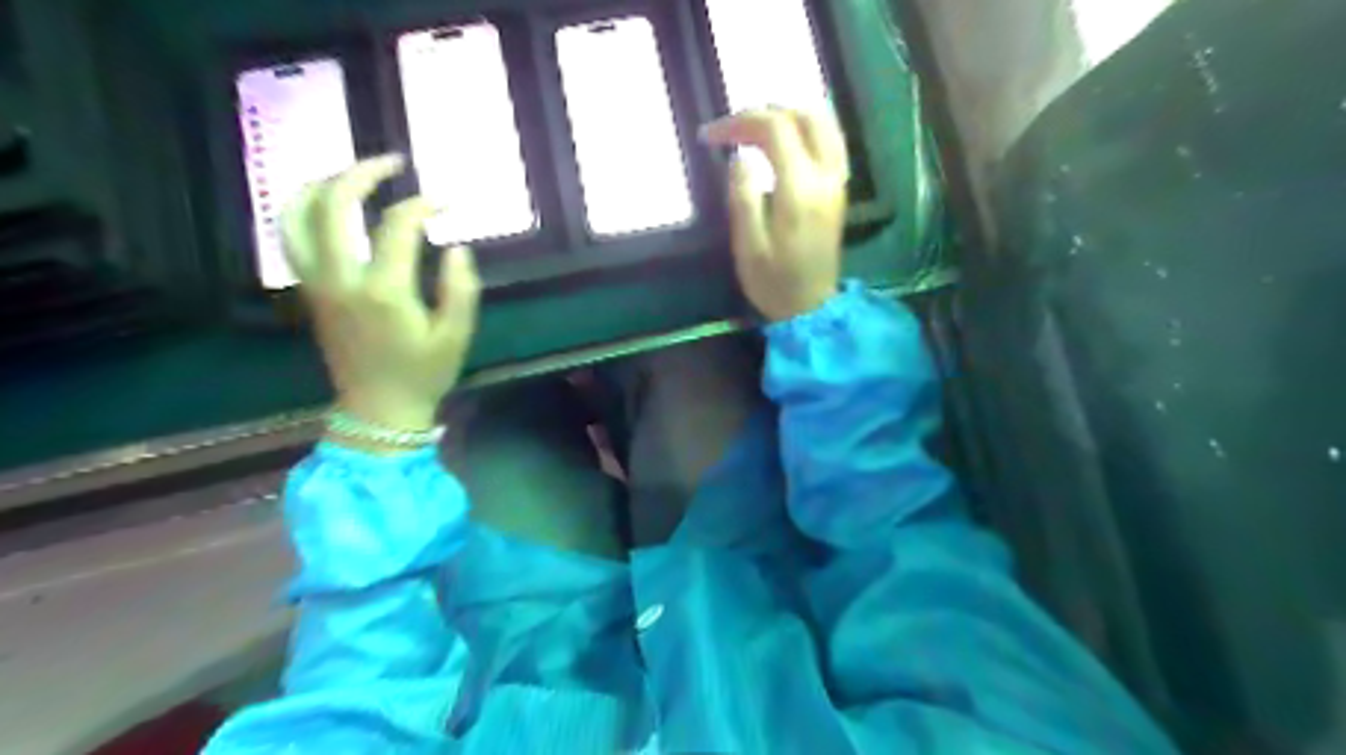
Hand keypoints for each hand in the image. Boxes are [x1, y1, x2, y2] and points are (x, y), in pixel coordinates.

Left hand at [282, 153, 483, 430]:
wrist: (378, 410)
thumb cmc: (423, 374)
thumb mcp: (457, 336)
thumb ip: (461, 288)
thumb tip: (455, 246)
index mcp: (384, 291)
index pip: (397, 225)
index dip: (423, 205)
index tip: (447, 202)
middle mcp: (342, 279)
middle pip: (333, 205)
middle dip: (361, 172)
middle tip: (392, 162)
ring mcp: (317, 284)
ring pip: (296, 216)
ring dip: (319, 184)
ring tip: (350, 174)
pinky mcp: (310, 292)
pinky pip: (293, 238)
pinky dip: (304, 210)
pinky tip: (329, 207)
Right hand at [699, 107, 844, 317]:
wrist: (812, 308)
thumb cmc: (774, 283)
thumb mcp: (748, 246)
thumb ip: (742, 197)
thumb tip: (739, 158)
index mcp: (799, 190)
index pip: (774, 129)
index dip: (740, 122)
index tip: (710, 136)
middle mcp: (826, 176)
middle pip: (804, 115)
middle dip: (764, 112)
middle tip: (733, 128)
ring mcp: (838, 181)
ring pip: (823, 122)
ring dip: (788, 115)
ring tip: (755, 129)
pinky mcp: (839, 189)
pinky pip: (830, 140)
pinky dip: (805, 129)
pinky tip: (783, 142)